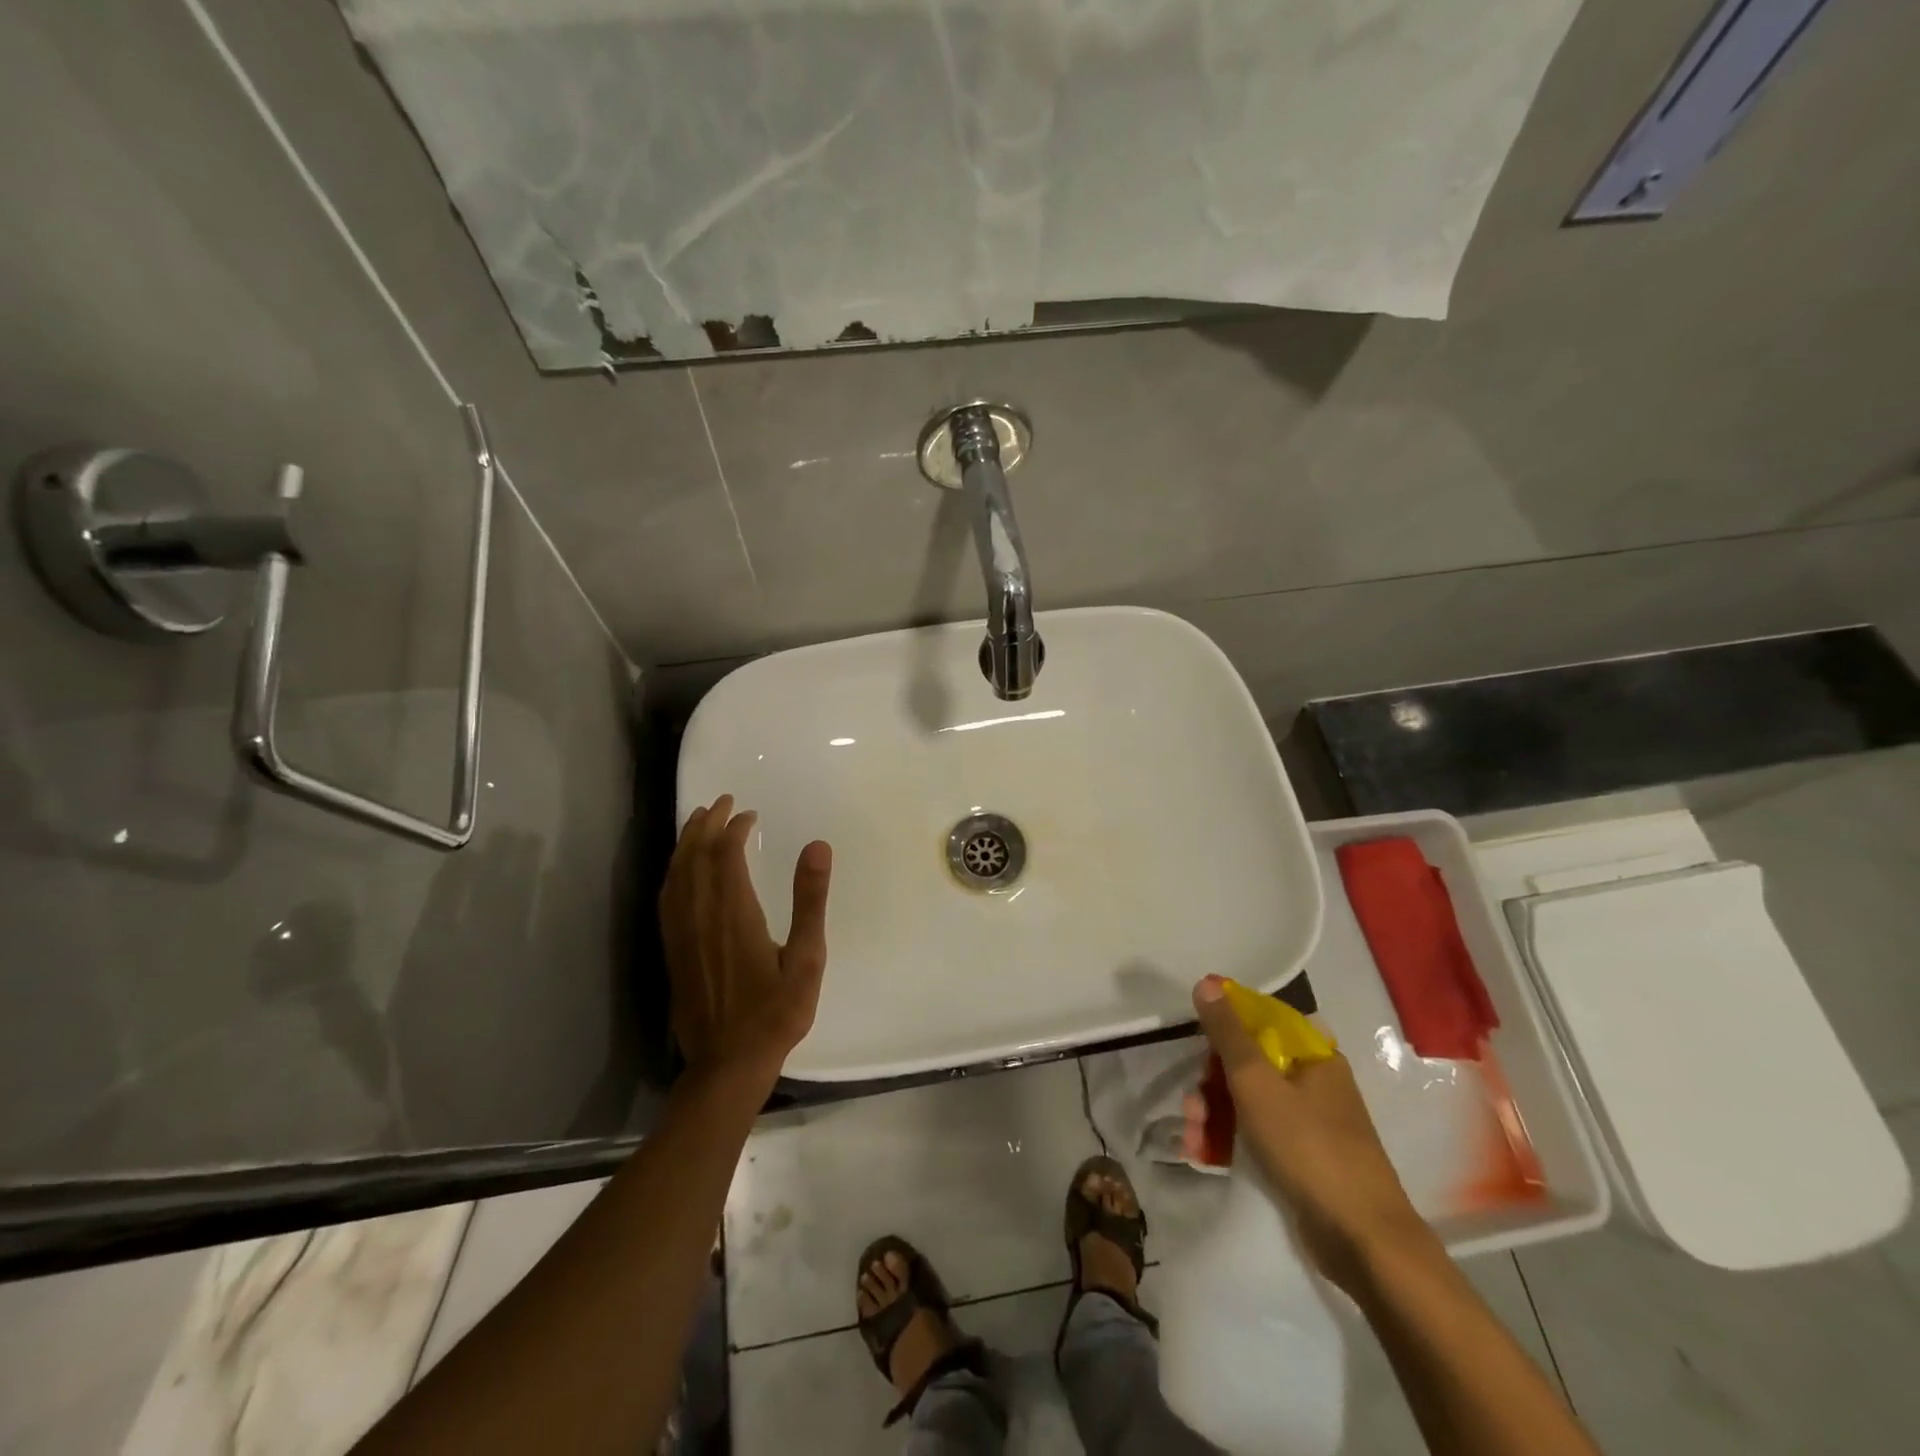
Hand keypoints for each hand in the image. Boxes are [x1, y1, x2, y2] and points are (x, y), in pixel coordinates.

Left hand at [660, 795, 832, 1088]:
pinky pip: (667, 899)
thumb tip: (818, 846)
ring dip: (686, 843)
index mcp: (734, 914)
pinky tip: (680, 870)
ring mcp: (682, 935)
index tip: (748, 814)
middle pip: (696, 858)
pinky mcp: (673, 951)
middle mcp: (701, 916)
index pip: (726, 855)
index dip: (734, 829)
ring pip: (677, 875)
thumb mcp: (807, 958)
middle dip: (707, 825)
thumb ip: (810, 900)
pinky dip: (673, 873)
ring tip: (697, 821)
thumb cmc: (776, 1012)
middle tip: (722, 803)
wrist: (728, 1064)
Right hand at [1184, 975, 1430, 1294]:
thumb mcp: (1257, 1082)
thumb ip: (1229, 1033)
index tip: (1195, 1038)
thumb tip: (1208, 982)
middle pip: (1250, 1064)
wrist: (1362, 1240)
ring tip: (1192, 1135)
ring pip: (1249, 1102)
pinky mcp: (1302, 1160)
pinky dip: (1229, 1140)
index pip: (1261, 1020)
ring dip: (1213, 1113)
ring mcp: (1310, 1124)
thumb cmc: (1309, 1147)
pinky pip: (1257, 1135)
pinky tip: (1203, 1153)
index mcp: (1314, 1056)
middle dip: (1211, 1081)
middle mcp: (1315, 1083)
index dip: (1225, 1024)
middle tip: (1192, 1103)